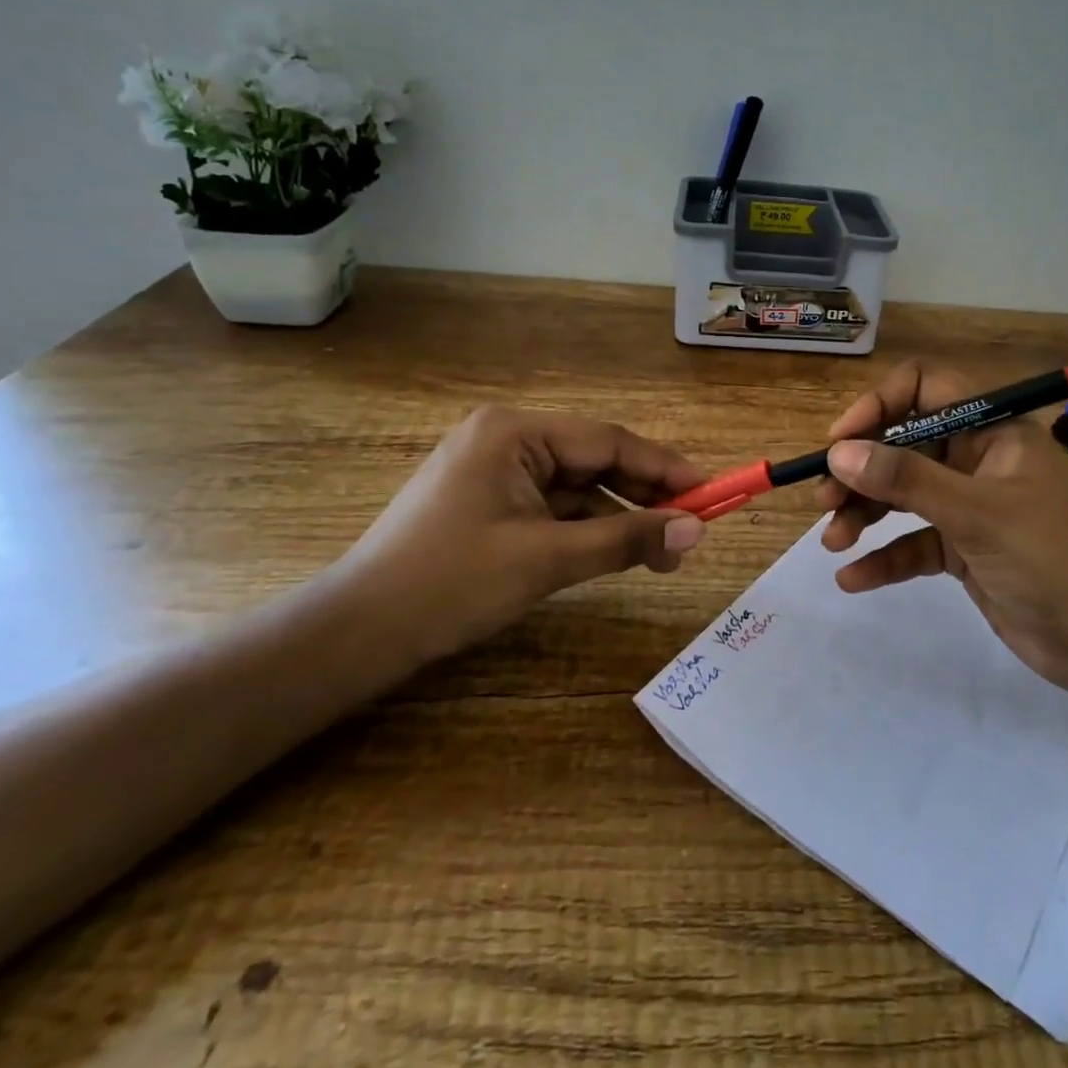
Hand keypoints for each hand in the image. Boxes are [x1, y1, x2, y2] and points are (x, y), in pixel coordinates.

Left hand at [334, 405, 707, 662]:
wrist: (356, 635)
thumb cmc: (450, 584)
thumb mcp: (547, 559)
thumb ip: (627, 539)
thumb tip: (696, 531)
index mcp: (514, 432)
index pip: (609, 441)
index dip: (665, 469)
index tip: (711, 493)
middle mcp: (506, 438)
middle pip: (595, 461)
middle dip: (644, 496)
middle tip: (689, 532)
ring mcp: (495, 470)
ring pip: (578, 487)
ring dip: (619, 517)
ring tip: (661, 554)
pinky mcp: (489, 501)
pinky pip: (554, 506)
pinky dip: (587, 528)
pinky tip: (615, 552)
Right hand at [814, 361, 1067, 702]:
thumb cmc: (1052, 558)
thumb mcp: (976, 513)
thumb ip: (906, 480)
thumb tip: (840, 452)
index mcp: (990, 430)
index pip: (925, 389)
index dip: (879, 405)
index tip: (841, 441)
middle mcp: (976, 460)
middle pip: (903, 446)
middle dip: (861, 470)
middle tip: (825, 499)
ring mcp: (969, 507)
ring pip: (902, 495)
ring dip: (864, 513)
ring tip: (832, 540)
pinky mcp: (964, 550)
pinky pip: (913, 544)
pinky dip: (884, 558)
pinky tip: (852, 578)